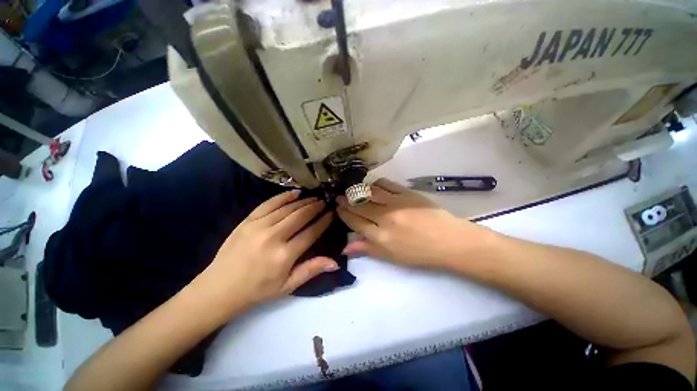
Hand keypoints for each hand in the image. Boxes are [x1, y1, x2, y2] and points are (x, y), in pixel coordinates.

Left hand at [194, 190, 337, 311]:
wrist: (219, 288)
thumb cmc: (257, 290)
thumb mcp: (287, 286)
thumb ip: (311, 270)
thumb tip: (335, 262)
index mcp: (284, 255)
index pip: (311, 232)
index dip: (324, 221)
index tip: (332, 213)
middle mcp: (273, 237)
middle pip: (300, 216)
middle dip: (315, 207)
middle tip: (324, 202)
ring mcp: (258, 226)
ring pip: (287, 208)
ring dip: (303, 202)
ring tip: (314, 198)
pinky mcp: (247, 221)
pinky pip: (268, 204)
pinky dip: (283, 197)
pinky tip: (294, 193)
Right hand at [337, 178, 492, 269]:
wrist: (449, 241)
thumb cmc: (419, 253)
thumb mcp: (391, 257)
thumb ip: (367, 249)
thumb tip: (345, 248)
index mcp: (380, 237)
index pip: (355, 221)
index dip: (344, 213)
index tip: (337, 207)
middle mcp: (384, 218)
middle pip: (359, 205)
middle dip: (346, 200)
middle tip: (339, 196)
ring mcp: (396, 203)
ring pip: (369, 192)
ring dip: (357, 190)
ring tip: (352, 190)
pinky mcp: (406, 193)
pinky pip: (385, 184)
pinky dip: (375, 183)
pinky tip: (372, 185)